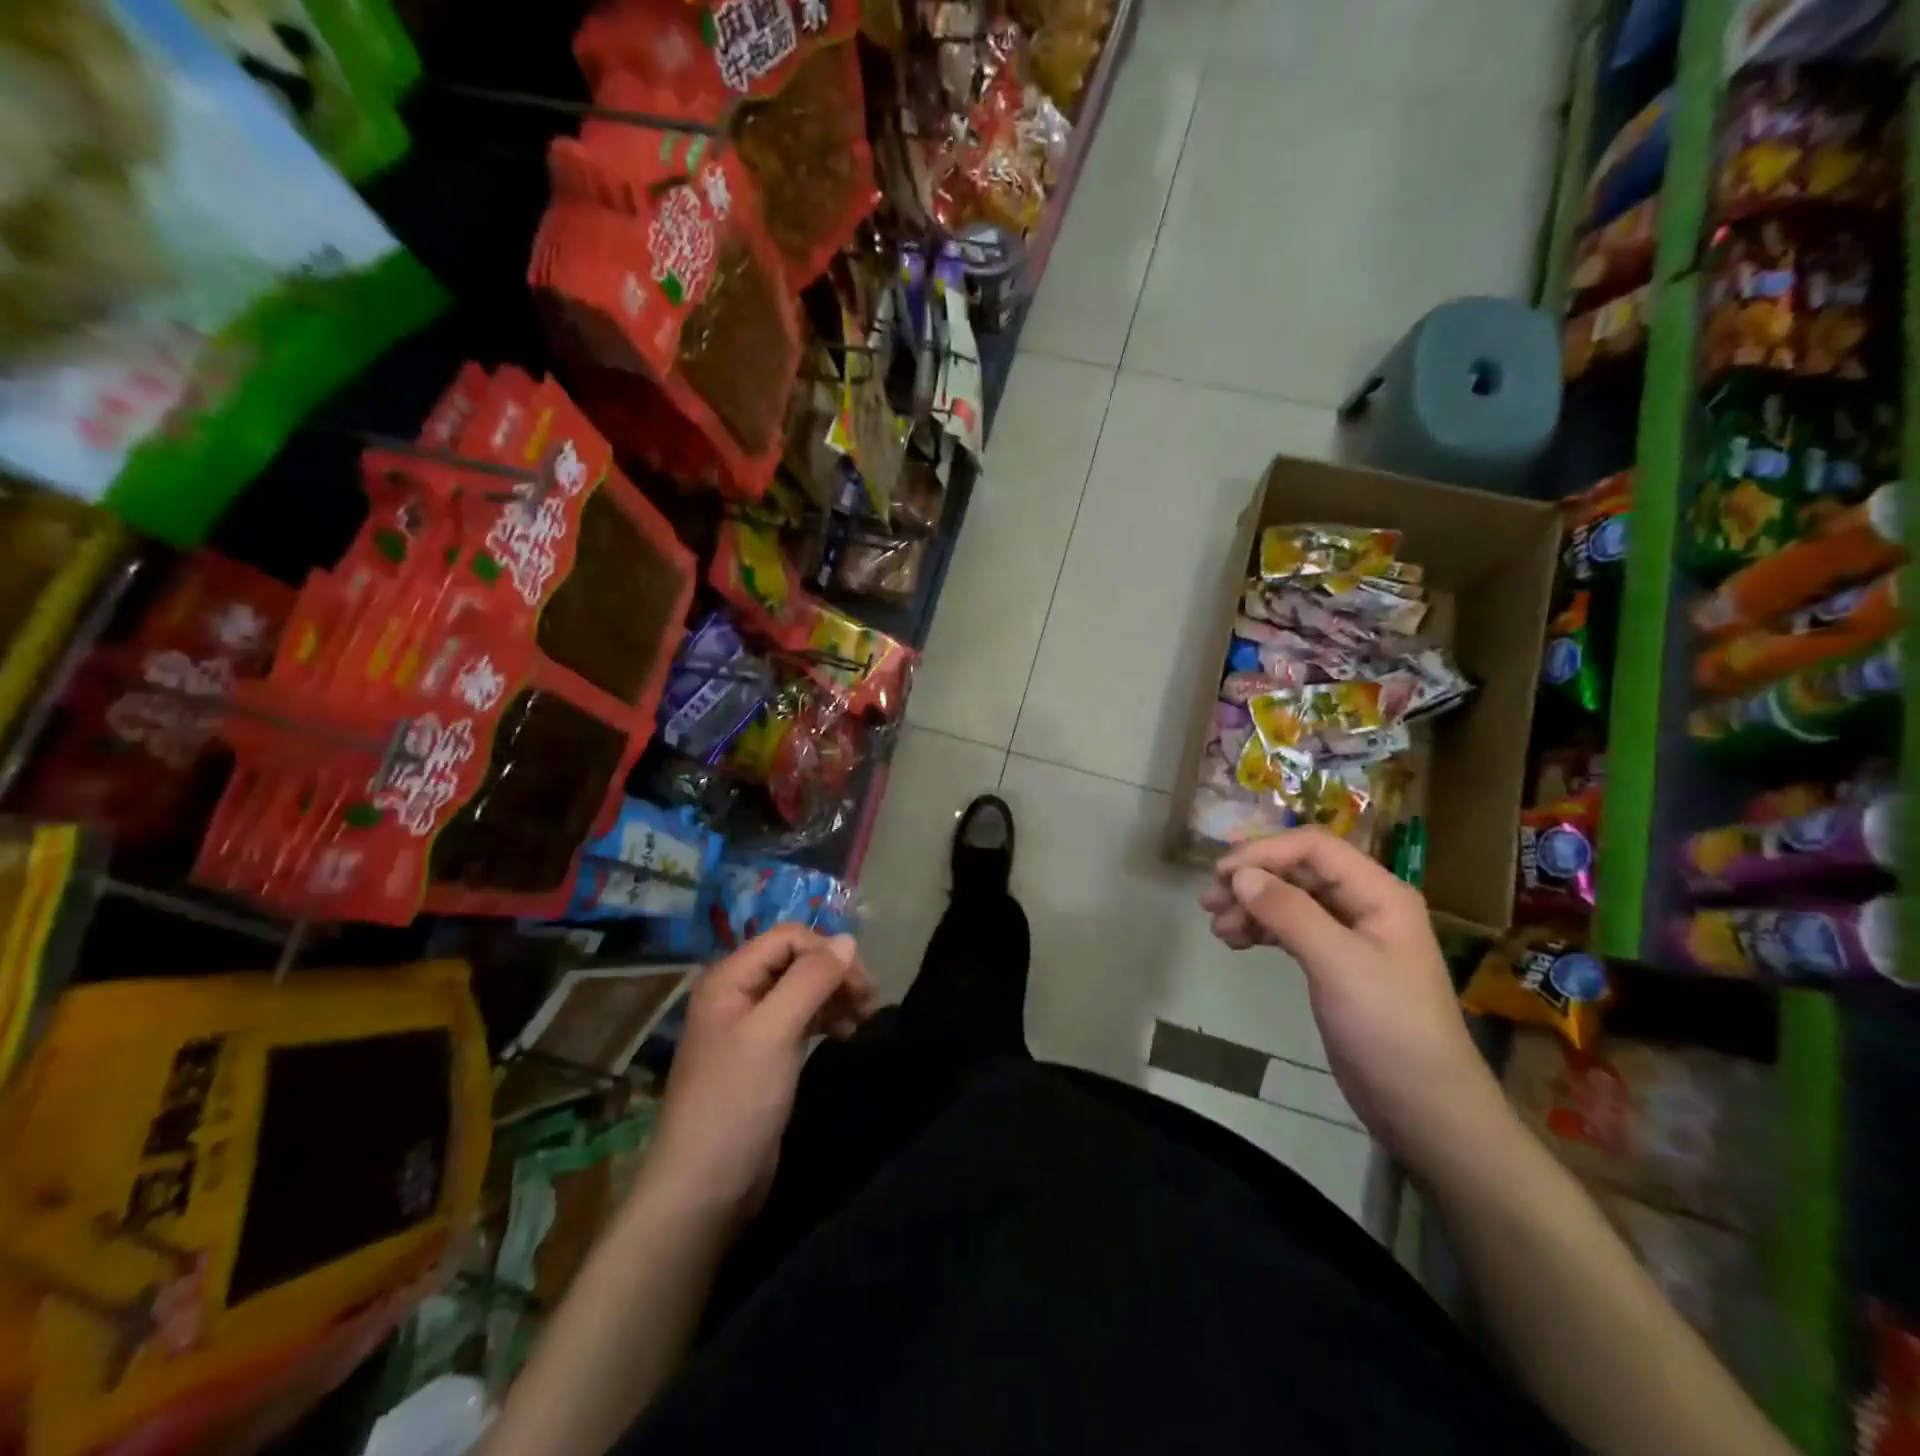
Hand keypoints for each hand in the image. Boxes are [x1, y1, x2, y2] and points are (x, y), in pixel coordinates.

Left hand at [645, 926, 874, 1221]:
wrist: (703, 1189)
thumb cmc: (736, 1101)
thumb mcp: (774, 1032)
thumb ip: (810, 980)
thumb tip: (848, 940)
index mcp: (729, 978)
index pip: (789, 938)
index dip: (827, 951)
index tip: (861, 984)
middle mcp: (738, 994)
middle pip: (797, 961)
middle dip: (835, 974)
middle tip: (869, 1002)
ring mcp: (750, 1027)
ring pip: (802, 990)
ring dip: (835, 996)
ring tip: (863, 1020)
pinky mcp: (764, 1057)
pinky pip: (800, 1019)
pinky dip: (825, 1019)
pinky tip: (844, 1034)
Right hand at [1198, 829, 1512, 1175]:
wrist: (1425, 1110)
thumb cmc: (1389, 1029)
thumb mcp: (1338, 965)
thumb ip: (1290, 913)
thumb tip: (1240, 876)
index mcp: (1379, 894)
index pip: (1315, 847)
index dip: (1265, 852)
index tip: (1221, 874)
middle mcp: (1366, 905)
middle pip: (1299, 871)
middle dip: (1253, 880)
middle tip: (1208, 901)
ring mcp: (1351, 936)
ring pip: (1291, 900)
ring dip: (1252, 906)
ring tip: (1217, 928)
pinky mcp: (1336, 965)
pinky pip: (1292, 929)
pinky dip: (1262, 929)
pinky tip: (1236, 942)